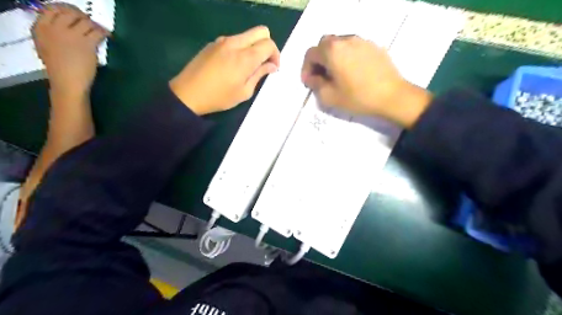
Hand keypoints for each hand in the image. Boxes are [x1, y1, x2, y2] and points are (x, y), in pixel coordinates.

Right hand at [32, 4, 109, 97]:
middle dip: (82, 16)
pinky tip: (107, 35)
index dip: (66, 10)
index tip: (76, 14)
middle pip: (70, 13)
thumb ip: (52, 34)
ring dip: (95, 25)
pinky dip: (104, 32)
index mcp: (40, 28)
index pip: (52, 10)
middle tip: (90, 22)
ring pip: (86, 21)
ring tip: (100, 30)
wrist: (68, 81)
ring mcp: (71, 35)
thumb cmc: (59, 68)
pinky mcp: (86, 43)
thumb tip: (66, 27)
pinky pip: (97, 32)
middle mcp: (54, 28)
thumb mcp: (46, 46)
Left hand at [168, 25, 279, 115]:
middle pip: (261, 31)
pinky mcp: (213, 44)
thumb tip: (271, 65)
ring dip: (254, 47)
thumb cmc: (219, 97)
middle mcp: (235, 43)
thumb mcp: (244, 92)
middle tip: (265, 63)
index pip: (269, 44)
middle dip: (268, 45)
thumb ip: (260, 74)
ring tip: (248, 67)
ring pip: (247, 35)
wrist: (187, 94)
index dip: (276, 55)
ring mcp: (222, 41)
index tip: (273, 68)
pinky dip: (241, 48)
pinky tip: (233, 65)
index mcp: (245, 57)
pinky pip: (234, 40)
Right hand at [301, 34, 430, 126]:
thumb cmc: (357, 97)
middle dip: (319, 60)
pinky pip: (354, 48)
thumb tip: (311, 77)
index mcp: (332, 51)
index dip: (306, 68)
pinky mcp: (374, 46)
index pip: (311, 54)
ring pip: (340, 44)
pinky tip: (353, 72)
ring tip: (337, 74)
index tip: (309, 82)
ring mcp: (362, 41)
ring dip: (333, 57)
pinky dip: (347, 57)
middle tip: (321, 76)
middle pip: (324, 45)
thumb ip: (315, 84)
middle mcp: (346, 40)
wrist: (392, 97)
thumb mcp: (329, 96)